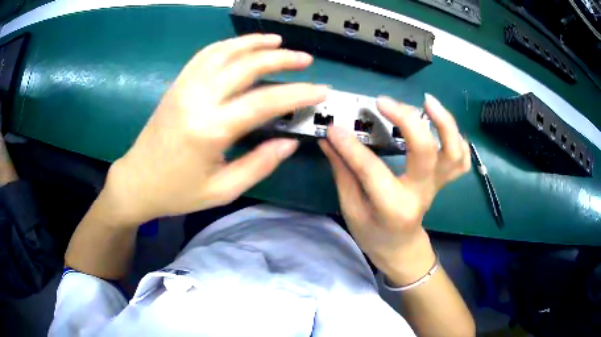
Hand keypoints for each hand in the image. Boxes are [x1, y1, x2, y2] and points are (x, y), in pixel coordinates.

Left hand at [102, 34, 327, 225]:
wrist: (137, 181)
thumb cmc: (177, 192)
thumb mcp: (222, 189)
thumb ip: (259, 164)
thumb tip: (289, 142)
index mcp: (211, 129)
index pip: (265, 101)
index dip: (298, 93)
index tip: (321, 90)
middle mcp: (198, 99)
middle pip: (246, 65)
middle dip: (281, 59)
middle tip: (305, 60)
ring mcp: (184, 87)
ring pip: (224, 51)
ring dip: (254, 43)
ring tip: (277, 42)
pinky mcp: (177, 85)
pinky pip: (204, 55)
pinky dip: (227, 45)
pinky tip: (241, 46)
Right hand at [319, 94, 469, 283]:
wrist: (400, 248)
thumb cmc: (373, 235)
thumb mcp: (351, 210)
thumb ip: (343, 173)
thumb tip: (330, 139)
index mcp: (393, 207)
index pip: (372, 170)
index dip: (351, 146)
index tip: (334, 128)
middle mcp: (421, 193)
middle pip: (425, 151)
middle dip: (406, 120)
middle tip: (384, 102)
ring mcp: (437, 186)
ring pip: (453, 152)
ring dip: (445, 123)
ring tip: (427, 101)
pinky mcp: (443, 181)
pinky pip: (461, 159)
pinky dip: (457, 138)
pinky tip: (441, 124)